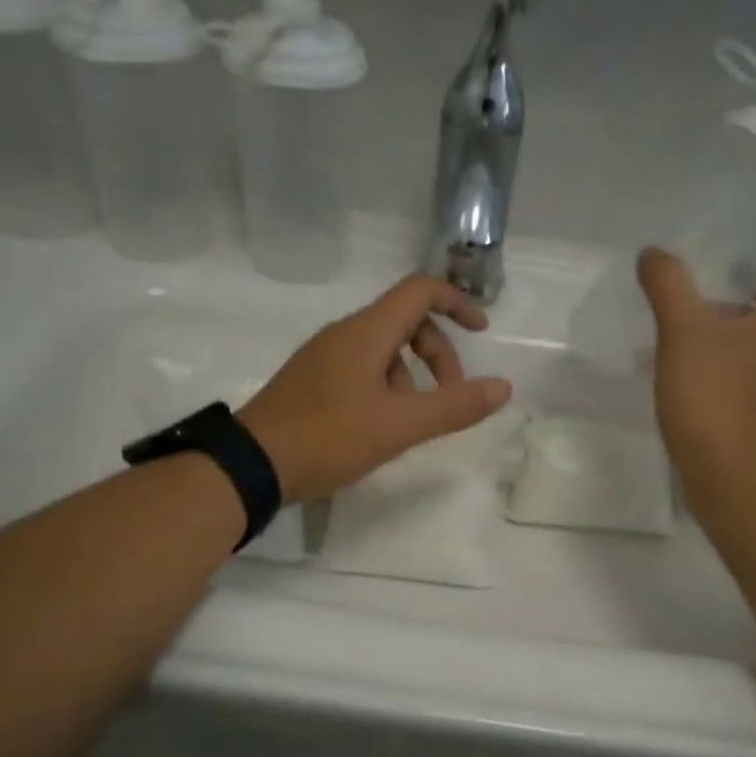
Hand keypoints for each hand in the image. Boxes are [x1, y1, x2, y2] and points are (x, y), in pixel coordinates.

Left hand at [238, 275, 512, 501]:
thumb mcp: (399, 426)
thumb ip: (454, 406)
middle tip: (449, 400)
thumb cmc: (328, 438)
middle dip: (439, 356)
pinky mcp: (312, 382)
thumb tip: (503, 387)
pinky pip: (362, 370)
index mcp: (367, 332)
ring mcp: (324, 358)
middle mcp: (345, 334)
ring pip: (385, 351)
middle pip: (407, 323)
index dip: (457, 303)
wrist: (252, 465)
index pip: (420, 291)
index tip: (481, 332)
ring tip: (410, 425)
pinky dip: (386, 389)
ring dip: (412, 379)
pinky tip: (381, 429)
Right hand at [638, 246, 755, 488]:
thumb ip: (668, 287)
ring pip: (747, 363)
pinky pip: (732, 394)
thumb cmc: (711, 394)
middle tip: (693, 314)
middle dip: (734, 319)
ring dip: (720, 354)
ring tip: (678, 353)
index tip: (737, 283)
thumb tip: (653, 252)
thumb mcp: (683, 332)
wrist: (726, 472)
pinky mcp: (748, 428)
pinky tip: (681, 393)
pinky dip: (712, 386)